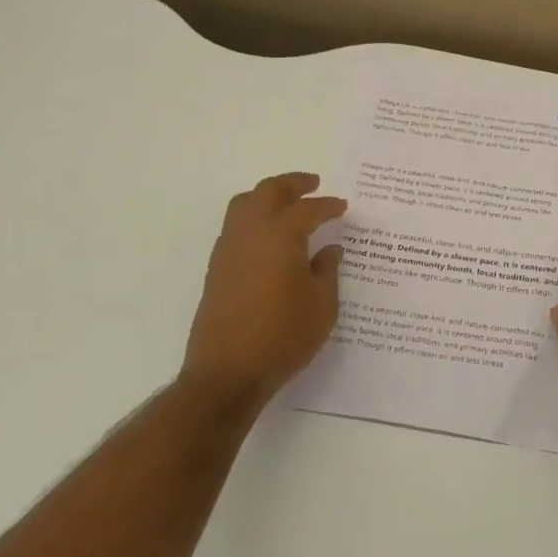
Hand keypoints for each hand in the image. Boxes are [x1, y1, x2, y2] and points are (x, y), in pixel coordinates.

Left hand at [181, 172, 346, 412]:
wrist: (228, 372)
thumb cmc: (283, 337)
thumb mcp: (322, 306)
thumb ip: (327, 271)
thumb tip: (329, 249)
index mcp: (281, 236)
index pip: (307, 209)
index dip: (327, 205)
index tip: (341, 205)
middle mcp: (250, 233)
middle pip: (268, 192)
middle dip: (292, 184)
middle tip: (312, 184)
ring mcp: (228, 250)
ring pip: (244, 204)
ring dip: (267, 196)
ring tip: (286, 204)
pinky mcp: (216, 269)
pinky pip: (235, 227)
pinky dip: (253, 219)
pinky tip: (268, 238)